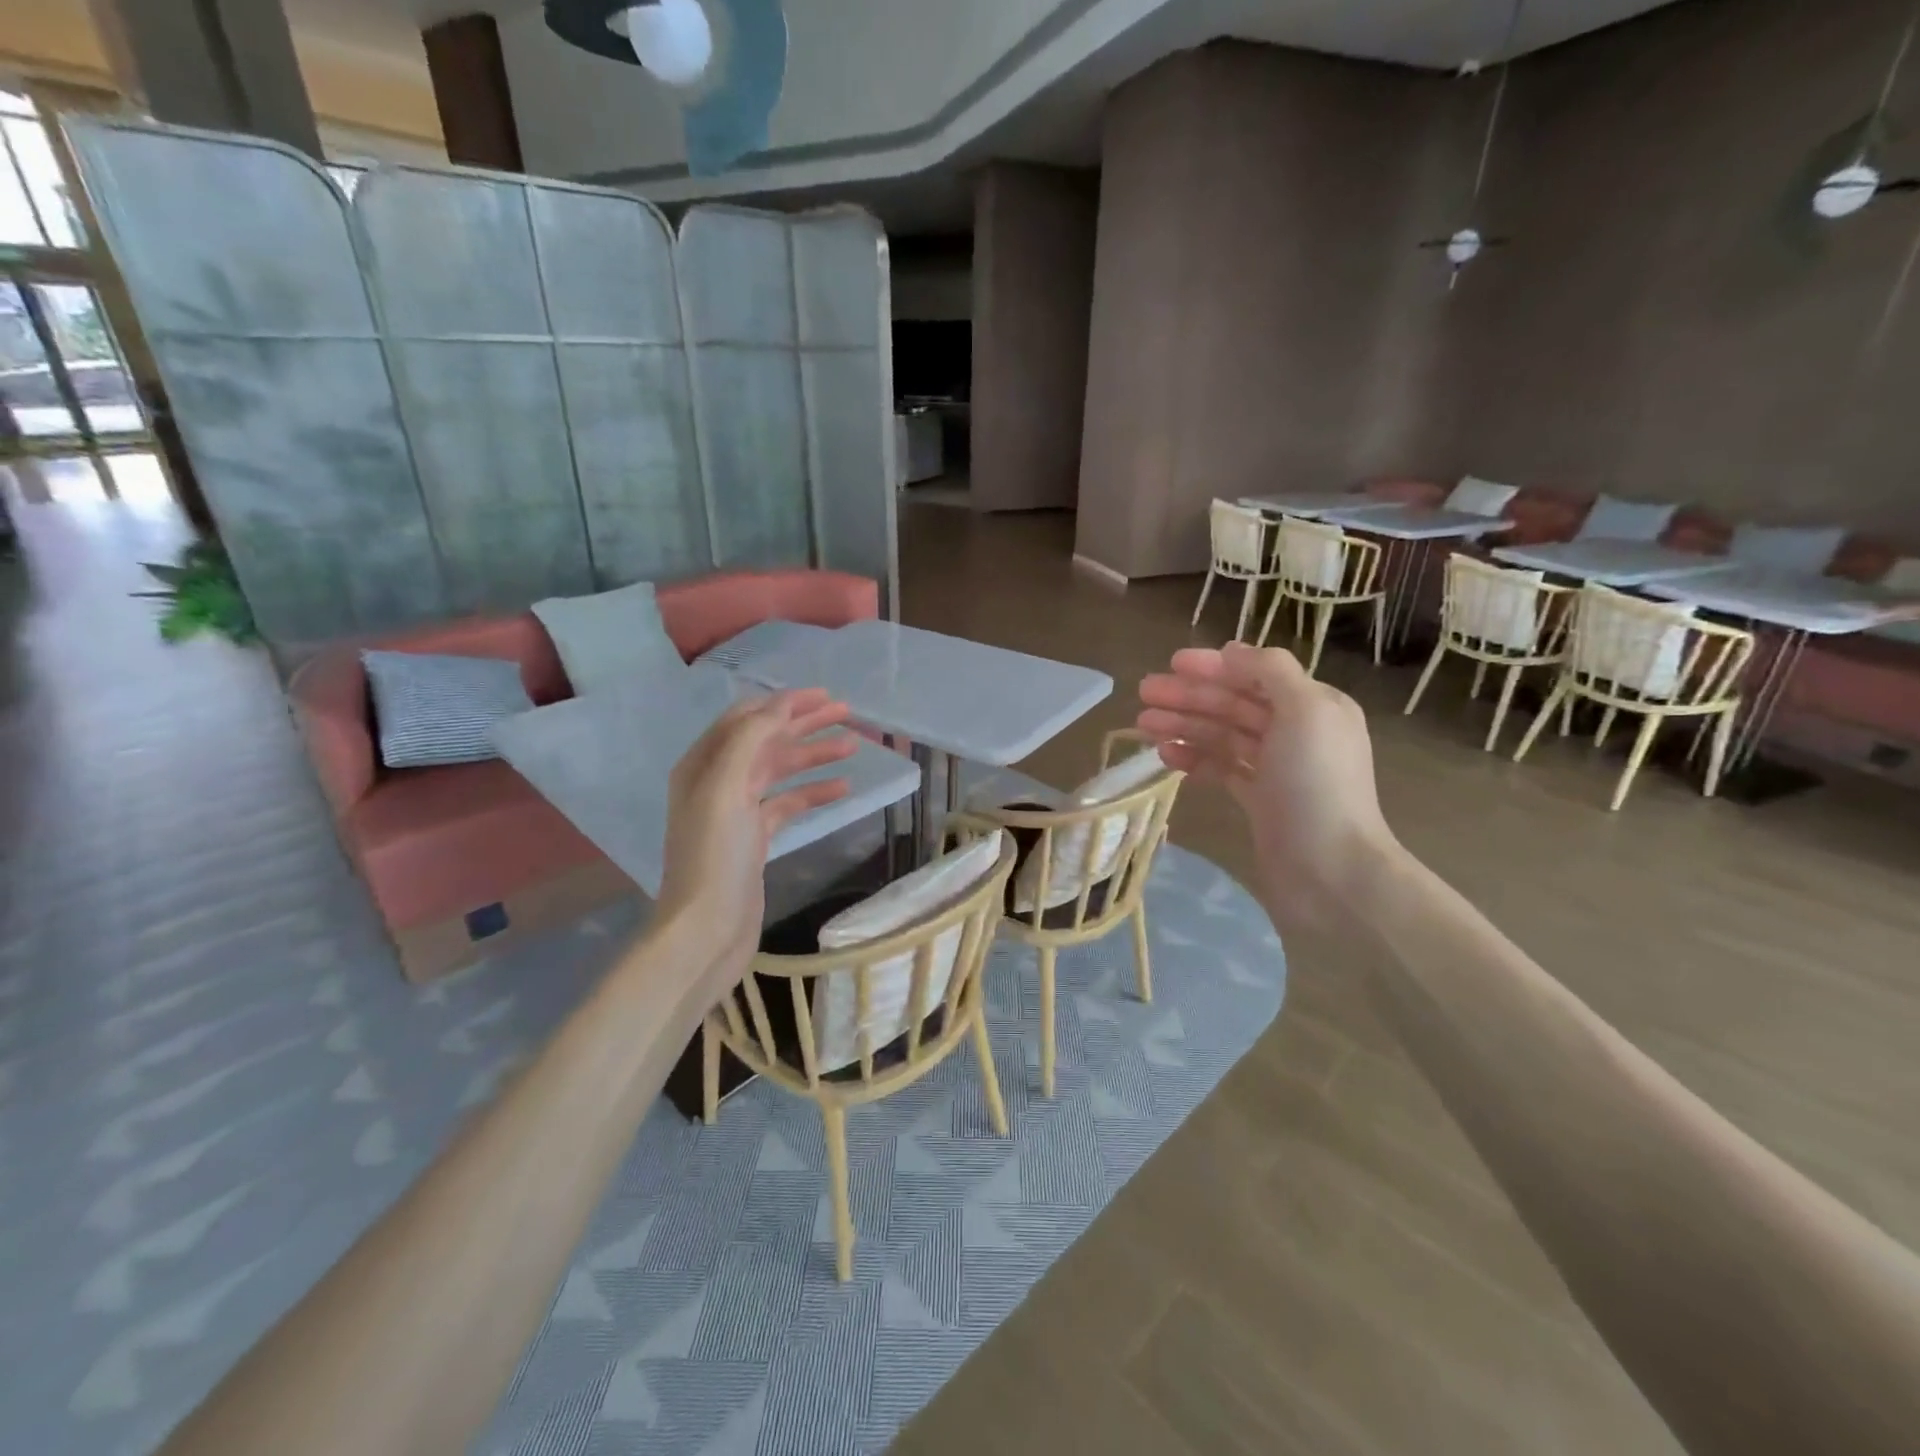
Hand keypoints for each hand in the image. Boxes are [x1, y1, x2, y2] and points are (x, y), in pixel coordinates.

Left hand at [654, 689, 856, 982]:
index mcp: (703, 764)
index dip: (784, 703)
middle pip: (767, 740)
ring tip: (854, 745)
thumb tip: (780, 705)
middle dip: (805, 724)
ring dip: (814, 755)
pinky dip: (813, 792)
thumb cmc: (714, 856)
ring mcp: (737, 810)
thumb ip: (750, 740)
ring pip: (781, 770)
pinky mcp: (755, 837)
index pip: (746, 718)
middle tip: (847, 713)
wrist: (707, 929)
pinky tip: (842, 787)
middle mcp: (717, 780)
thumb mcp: (726, 789)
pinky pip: (788, 803)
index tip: (824, 696)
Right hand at [1136, 643, 1398, 930]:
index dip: (1213, 666)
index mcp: (1314, 705)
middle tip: (1143, 694)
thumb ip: (1270, 672)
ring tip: (1143, 725)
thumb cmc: (1317, 784)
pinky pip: (1222, 768)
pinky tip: (1166, 757)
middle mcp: (1297, 732)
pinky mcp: (1260, 801)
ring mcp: (1277, 769)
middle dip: (1189, 696)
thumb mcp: (1305, 711)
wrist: (1332, 871)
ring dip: (1184, 726)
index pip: (1256, 675)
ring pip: (1223, 736)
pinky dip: (1195, 759)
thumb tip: (1232, 651)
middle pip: (1234, 704)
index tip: (1171, 663)